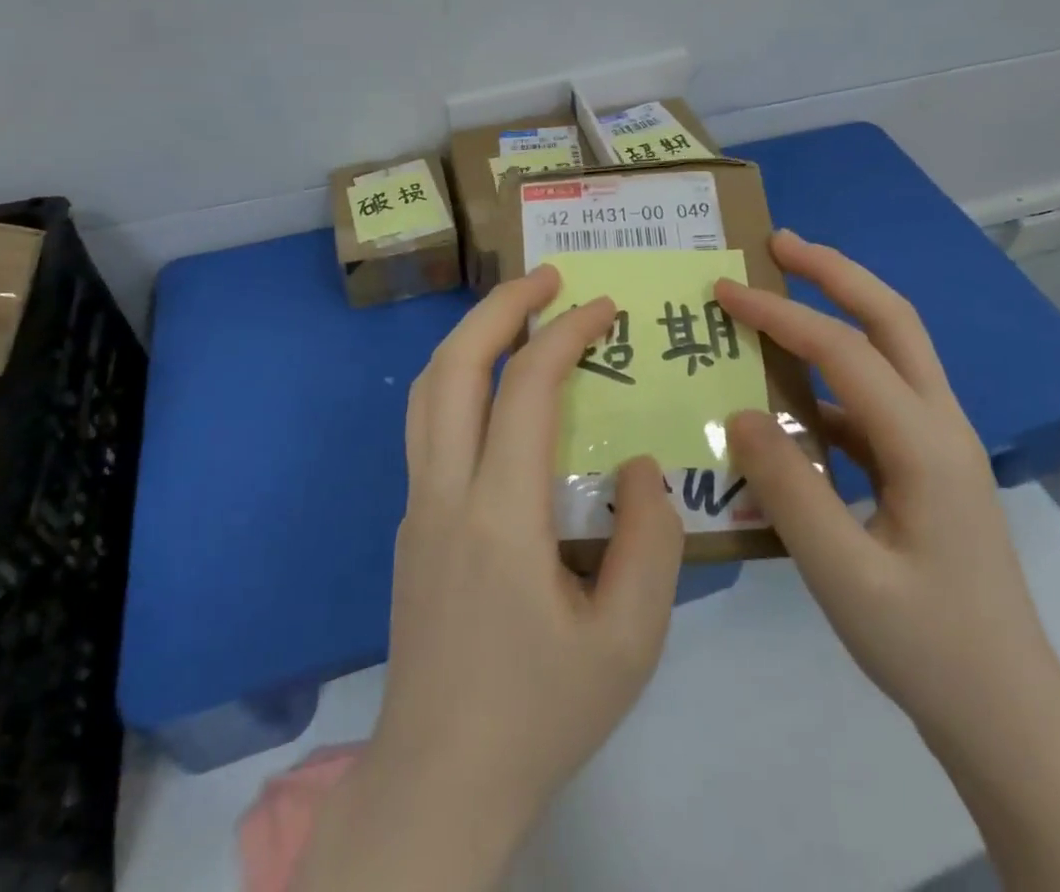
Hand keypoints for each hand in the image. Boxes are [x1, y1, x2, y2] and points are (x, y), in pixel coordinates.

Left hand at [295, 266, 684, 891]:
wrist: (439, 782)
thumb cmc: (540, 713)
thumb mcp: (629, 643)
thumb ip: (649, 541)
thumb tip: (639, 465)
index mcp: (498, 516)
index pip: (524, 389)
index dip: (565, 334)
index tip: (603, 307)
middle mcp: (443, 493)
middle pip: (453, 366)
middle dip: (500, 307)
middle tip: (546, 276)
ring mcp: (416, 506)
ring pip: (426, 391)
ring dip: (470, 336)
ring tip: (517, 313)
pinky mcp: (410, 524)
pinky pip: (427, 425)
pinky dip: (459, 379)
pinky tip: (495, 390)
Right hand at [716, 231, 1059, 743]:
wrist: (1008, 716)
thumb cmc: (928, 648)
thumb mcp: (843, 577)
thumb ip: (788, 489)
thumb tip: (740, 412)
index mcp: (926, 443)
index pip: (843, 351)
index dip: (780, 314)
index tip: (725, 291)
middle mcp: (940, 425)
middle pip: (892, 318)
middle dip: (833, 272)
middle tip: (777, 245)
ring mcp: (937, 443)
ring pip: (891, 350)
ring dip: (838, 311)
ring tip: (781, 296)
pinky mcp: (925, 466)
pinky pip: (874, 400)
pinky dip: (831, 379)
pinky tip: (788, 402)